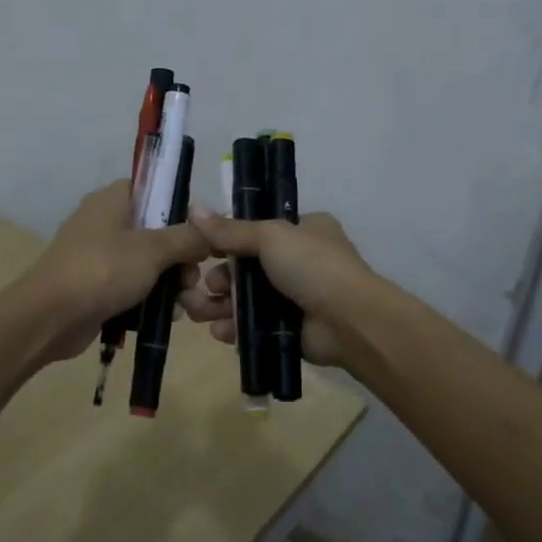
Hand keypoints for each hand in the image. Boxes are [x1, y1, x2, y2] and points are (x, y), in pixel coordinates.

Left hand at [15, 180, 212, 361]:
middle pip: (154, 230)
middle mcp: (103, 222)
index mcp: (112, 200)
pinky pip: (130, 287)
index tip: (200, 233)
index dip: (178, 207)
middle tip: (192, 278)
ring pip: (145, 262)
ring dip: (169, 282)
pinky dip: (149, 299)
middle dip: (179, 256)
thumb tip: (208, 234)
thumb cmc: (102, 270)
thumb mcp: (153, 250)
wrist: (50, 317)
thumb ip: (187, 238)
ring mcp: (97, 256)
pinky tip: (167, 316)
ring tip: (184, 303)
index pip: (152, 188)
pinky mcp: (94, 286)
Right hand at [180, 209, 376, 367]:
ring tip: (202, 312)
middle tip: (207, 286)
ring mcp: (294, 298)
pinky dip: (235, 329)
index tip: (202, 251)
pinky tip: (222, 332)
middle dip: (220, 280)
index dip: (227, 242)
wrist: (349, 321)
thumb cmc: (312, 266)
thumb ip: (230, 229)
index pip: (255, 232)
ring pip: (246, 300)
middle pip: (245, 269)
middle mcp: (299, 262)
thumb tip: (192, 209)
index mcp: (302, 231)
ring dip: (221, 305)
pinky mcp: (289, 330)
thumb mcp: (270, 236)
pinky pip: (253, 327)